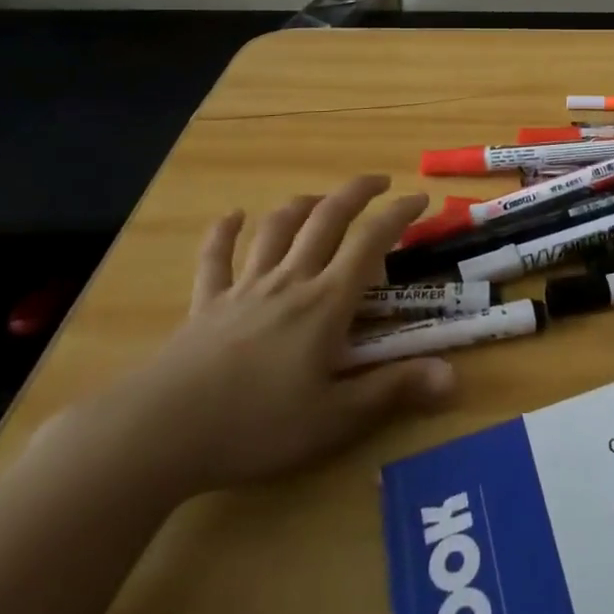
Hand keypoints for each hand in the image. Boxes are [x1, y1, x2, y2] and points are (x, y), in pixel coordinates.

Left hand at [100, 175, 455, 501]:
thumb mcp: (335, 419)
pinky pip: (215, 258)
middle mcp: (289, 281)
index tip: (420, 198)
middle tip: (379, 181)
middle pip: (326, 219)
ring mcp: (244, 288)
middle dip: (356, 193)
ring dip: (302, 205)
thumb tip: (453, 376)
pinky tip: (232, 217)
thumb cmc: (256, 426)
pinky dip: (224, 232)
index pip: (370, 242)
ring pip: (277, 229)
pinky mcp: (206, 304)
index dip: (398, 215)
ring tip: (320, 198)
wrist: (160, 432)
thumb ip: (393, 391)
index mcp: (325, 303)